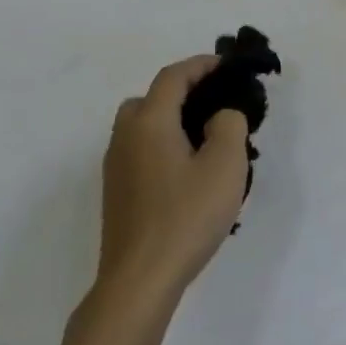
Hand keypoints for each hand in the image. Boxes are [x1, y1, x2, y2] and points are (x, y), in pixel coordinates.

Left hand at [95, 56, 249, 307]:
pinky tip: (186, 172)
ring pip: (142, 127)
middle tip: (214, 103)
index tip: (226, 65)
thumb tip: (220, 116)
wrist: (140, 279)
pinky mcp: (117, 193)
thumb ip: (229, 125)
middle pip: (150, 99)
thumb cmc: (186, 216)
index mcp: (149, 122)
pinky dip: (162, 145)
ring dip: (170, 120)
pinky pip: (140, 151)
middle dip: (181, 92)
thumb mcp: (225, 165)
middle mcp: (125, 137)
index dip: (200, 65)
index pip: (172, 77)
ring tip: (205, 139)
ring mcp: (116, 167)